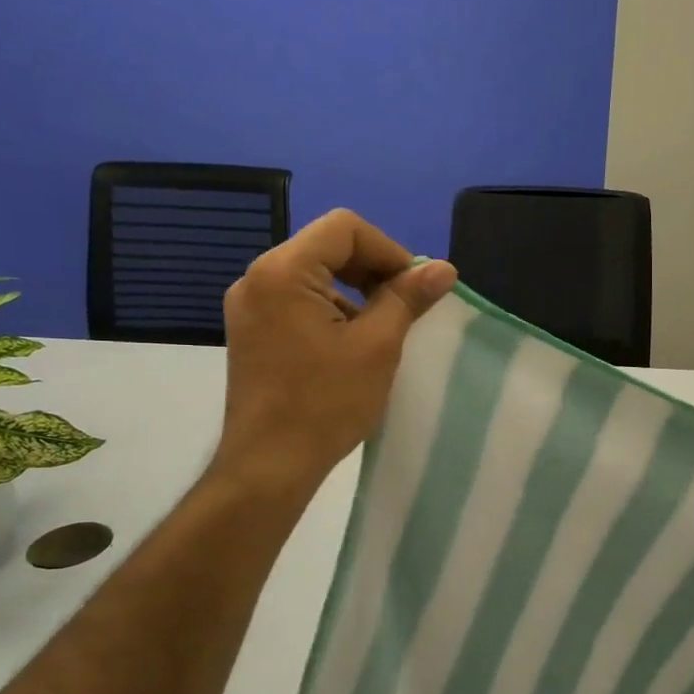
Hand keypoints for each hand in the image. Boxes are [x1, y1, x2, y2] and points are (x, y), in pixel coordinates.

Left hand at [213, 209, 455, 496]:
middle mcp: (258, 277)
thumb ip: (407, 298)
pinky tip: (350, 344)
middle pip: (327, 246)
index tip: (415, 289)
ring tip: (382, 329)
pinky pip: (298, 299)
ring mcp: (249, 305)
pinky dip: (331, 309)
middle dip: (373, 269)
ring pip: (314, 274)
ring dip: (355, 290)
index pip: (345, 228)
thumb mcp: (378, 346)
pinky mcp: (251, 330)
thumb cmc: (326, 403)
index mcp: (283, 271)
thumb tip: (444, 269)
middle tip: (405, 306)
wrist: (269, 464)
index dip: (390, 251)